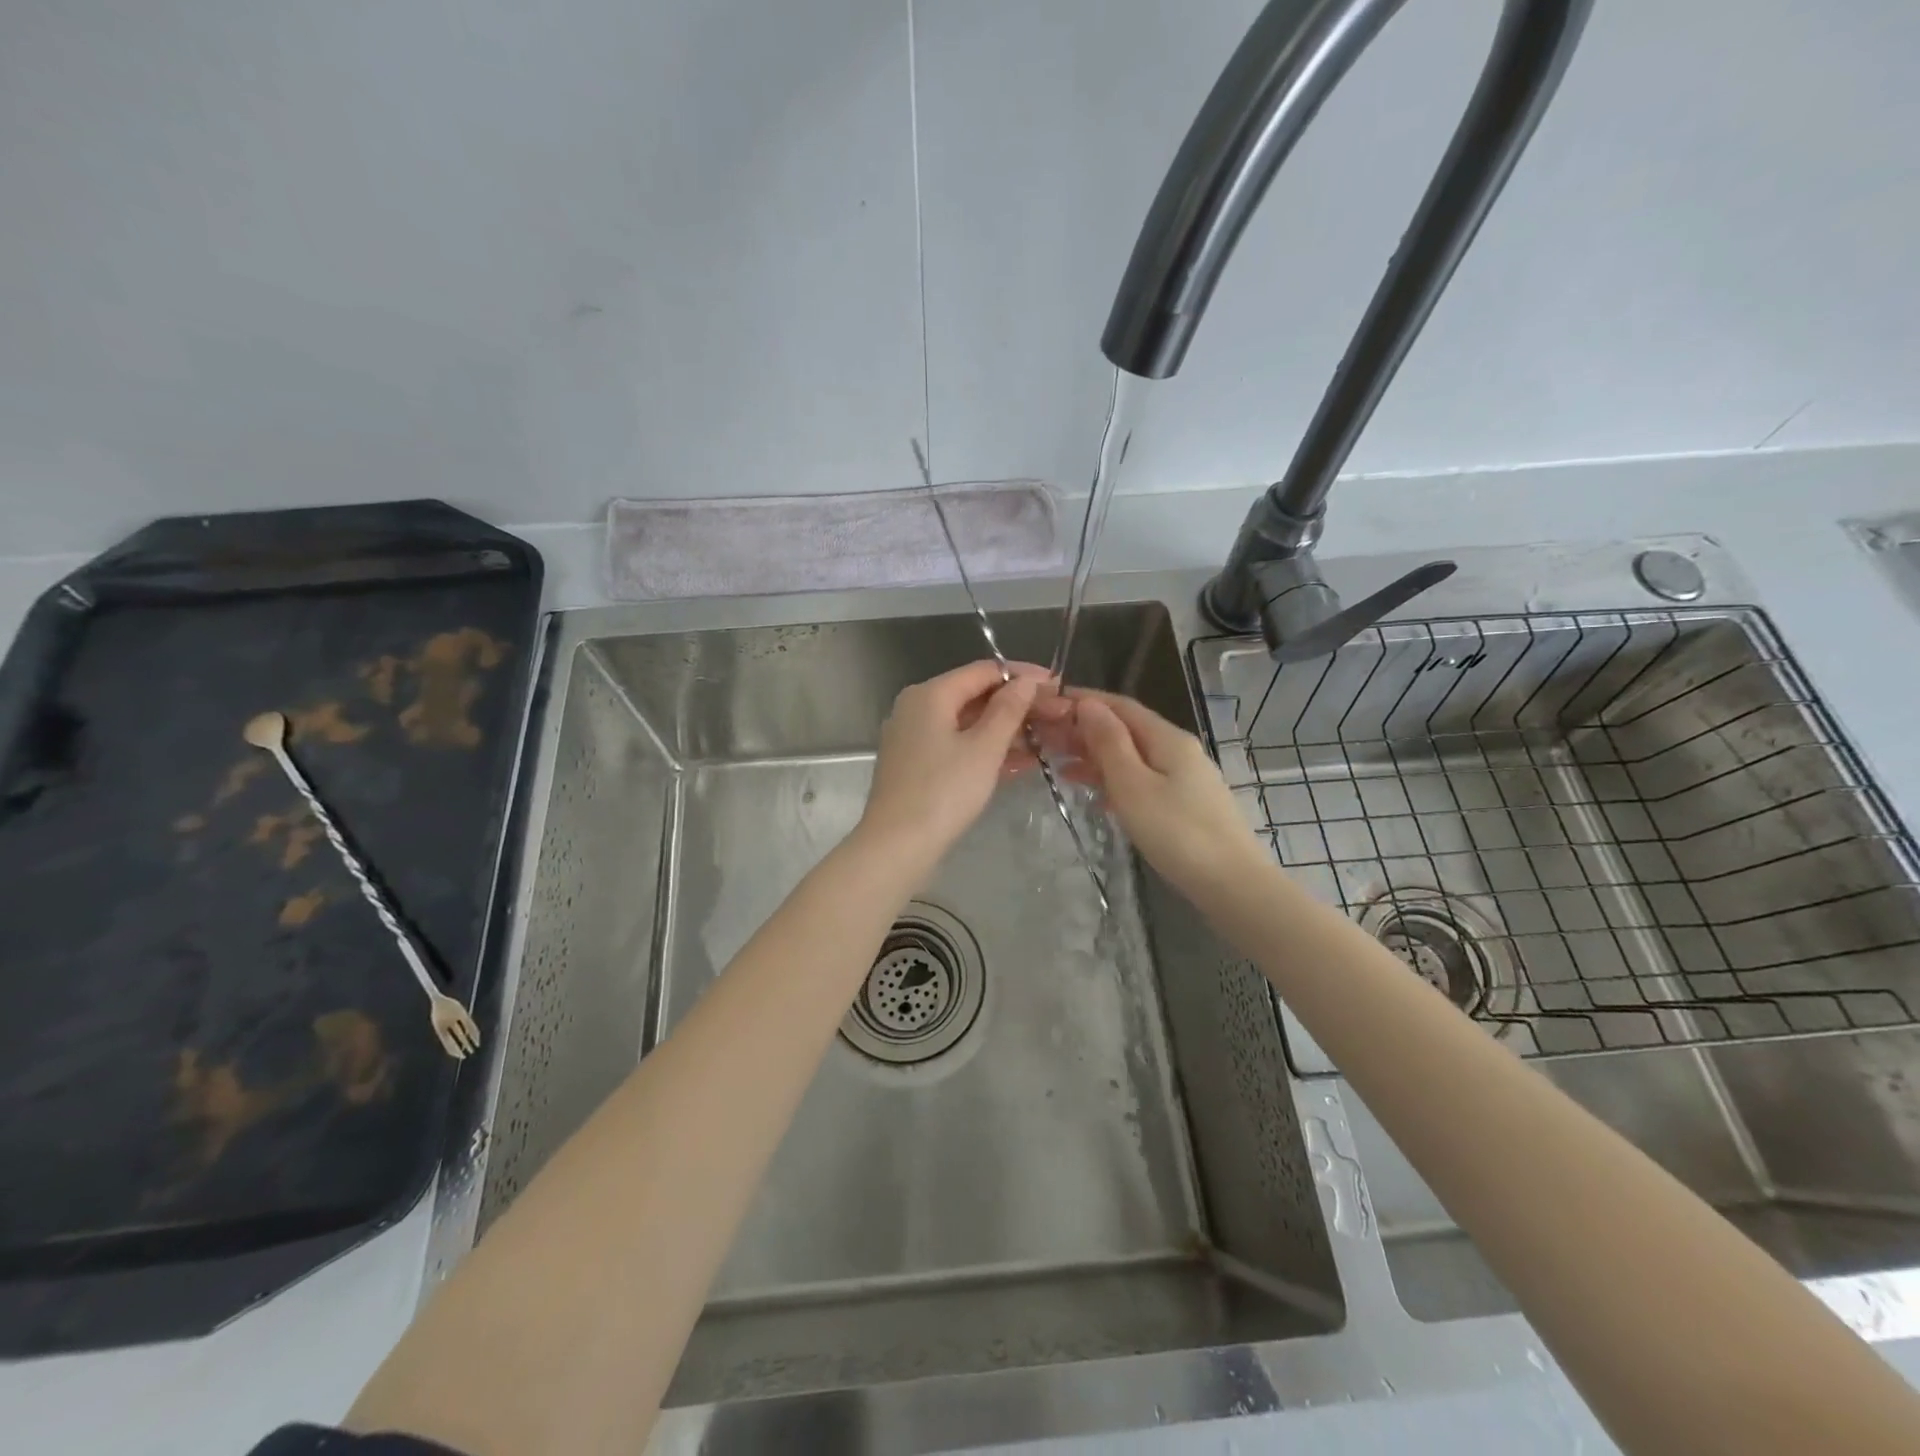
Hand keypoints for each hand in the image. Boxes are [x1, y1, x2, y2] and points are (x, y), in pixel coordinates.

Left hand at [858, 660, 1052, 864]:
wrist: (896, 846)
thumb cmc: (943, 792)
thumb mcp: (984, 748)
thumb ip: (1008, 710)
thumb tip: (1025, 680)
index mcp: (930, 694)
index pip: (983, 670)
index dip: (1022, 675)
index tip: (1056, 685)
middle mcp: (917, 708)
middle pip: (974, 695)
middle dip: (1017, 705)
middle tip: (1057, 715)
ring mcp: (913, 738)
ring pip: (967, 724)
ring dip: (1006, 731)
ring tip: (1047, 740)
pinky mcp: (916, 765)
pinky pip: (957, 746)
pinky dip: (985, 750)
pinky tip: (1020, 763)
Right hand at [1042, 690, 1265, 898]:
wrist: (1232, 884)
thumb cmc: (1177, 833)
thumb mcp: (1133, 785)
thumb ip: (1109, 743)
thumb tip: (1088, 704)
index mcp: (1167, 738)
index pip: (1120, 706)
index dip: (1084, 701)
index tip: (1048, 706)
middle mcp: (1178, 750)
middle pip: (1126, 729)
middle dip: (1086, 731)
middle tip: (1046, 740)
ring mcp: (1184, 777)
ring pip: (1132, 756)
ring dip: (1096, 757)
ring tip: (1060, 767)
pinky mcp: (1184, 803)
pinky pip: (1142, 780)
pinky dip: (1114, 780)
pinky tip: (1094, 795)